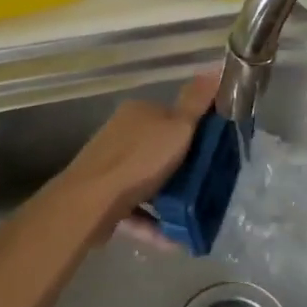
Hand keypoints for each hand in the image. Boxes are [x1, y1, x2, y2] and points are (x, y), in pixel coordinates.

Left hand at [56, 71, 217, 232]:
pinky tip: (174, 239)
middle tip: (207, 185)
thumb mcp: (178, 127)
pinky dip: (154, 224)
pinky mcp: (104, 200)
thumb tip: (215, 67)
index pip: (172, 115)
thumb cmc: (140, 159)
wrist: (90, 203)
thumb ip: (197, 101)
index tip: (214, 150)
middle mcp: (122, 134)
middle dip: (182, 168)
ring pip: (147, 181)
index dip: (194, 131)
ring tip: (194, 218)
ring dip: (169, 199)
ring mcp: (110, 167)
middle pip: (160, 149)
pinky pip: (136, 210)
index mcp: (139, 112)